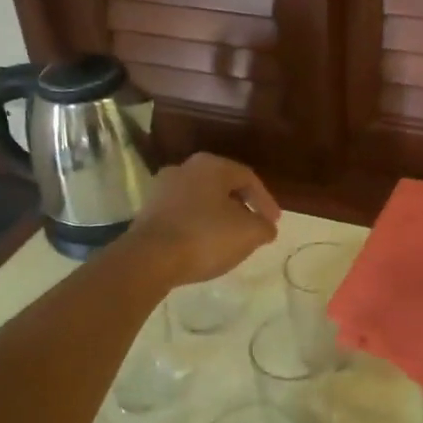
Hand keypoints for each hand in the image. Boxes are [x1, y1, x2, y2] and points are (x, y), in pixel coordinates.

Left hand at [129, 153, 280, 285]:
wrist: (150, 258)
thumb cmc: (205, 237)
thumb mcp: (249, 233)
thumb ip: (264, 226)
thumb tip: (265, 227)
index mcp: (211, 165)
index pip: (248, 177)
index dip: (265, 201)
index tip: (274, 223)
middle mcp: (184, 168)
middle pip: (222, 186)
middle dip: (241, 207)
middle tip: (253, 228)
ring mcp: (162, 189)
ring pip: (201, 200)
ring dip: (218, 217)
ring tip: (229, 239)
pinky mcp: (147, 212)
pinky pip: (182, 215)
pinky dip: (198, 226)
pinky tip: (203, 245)